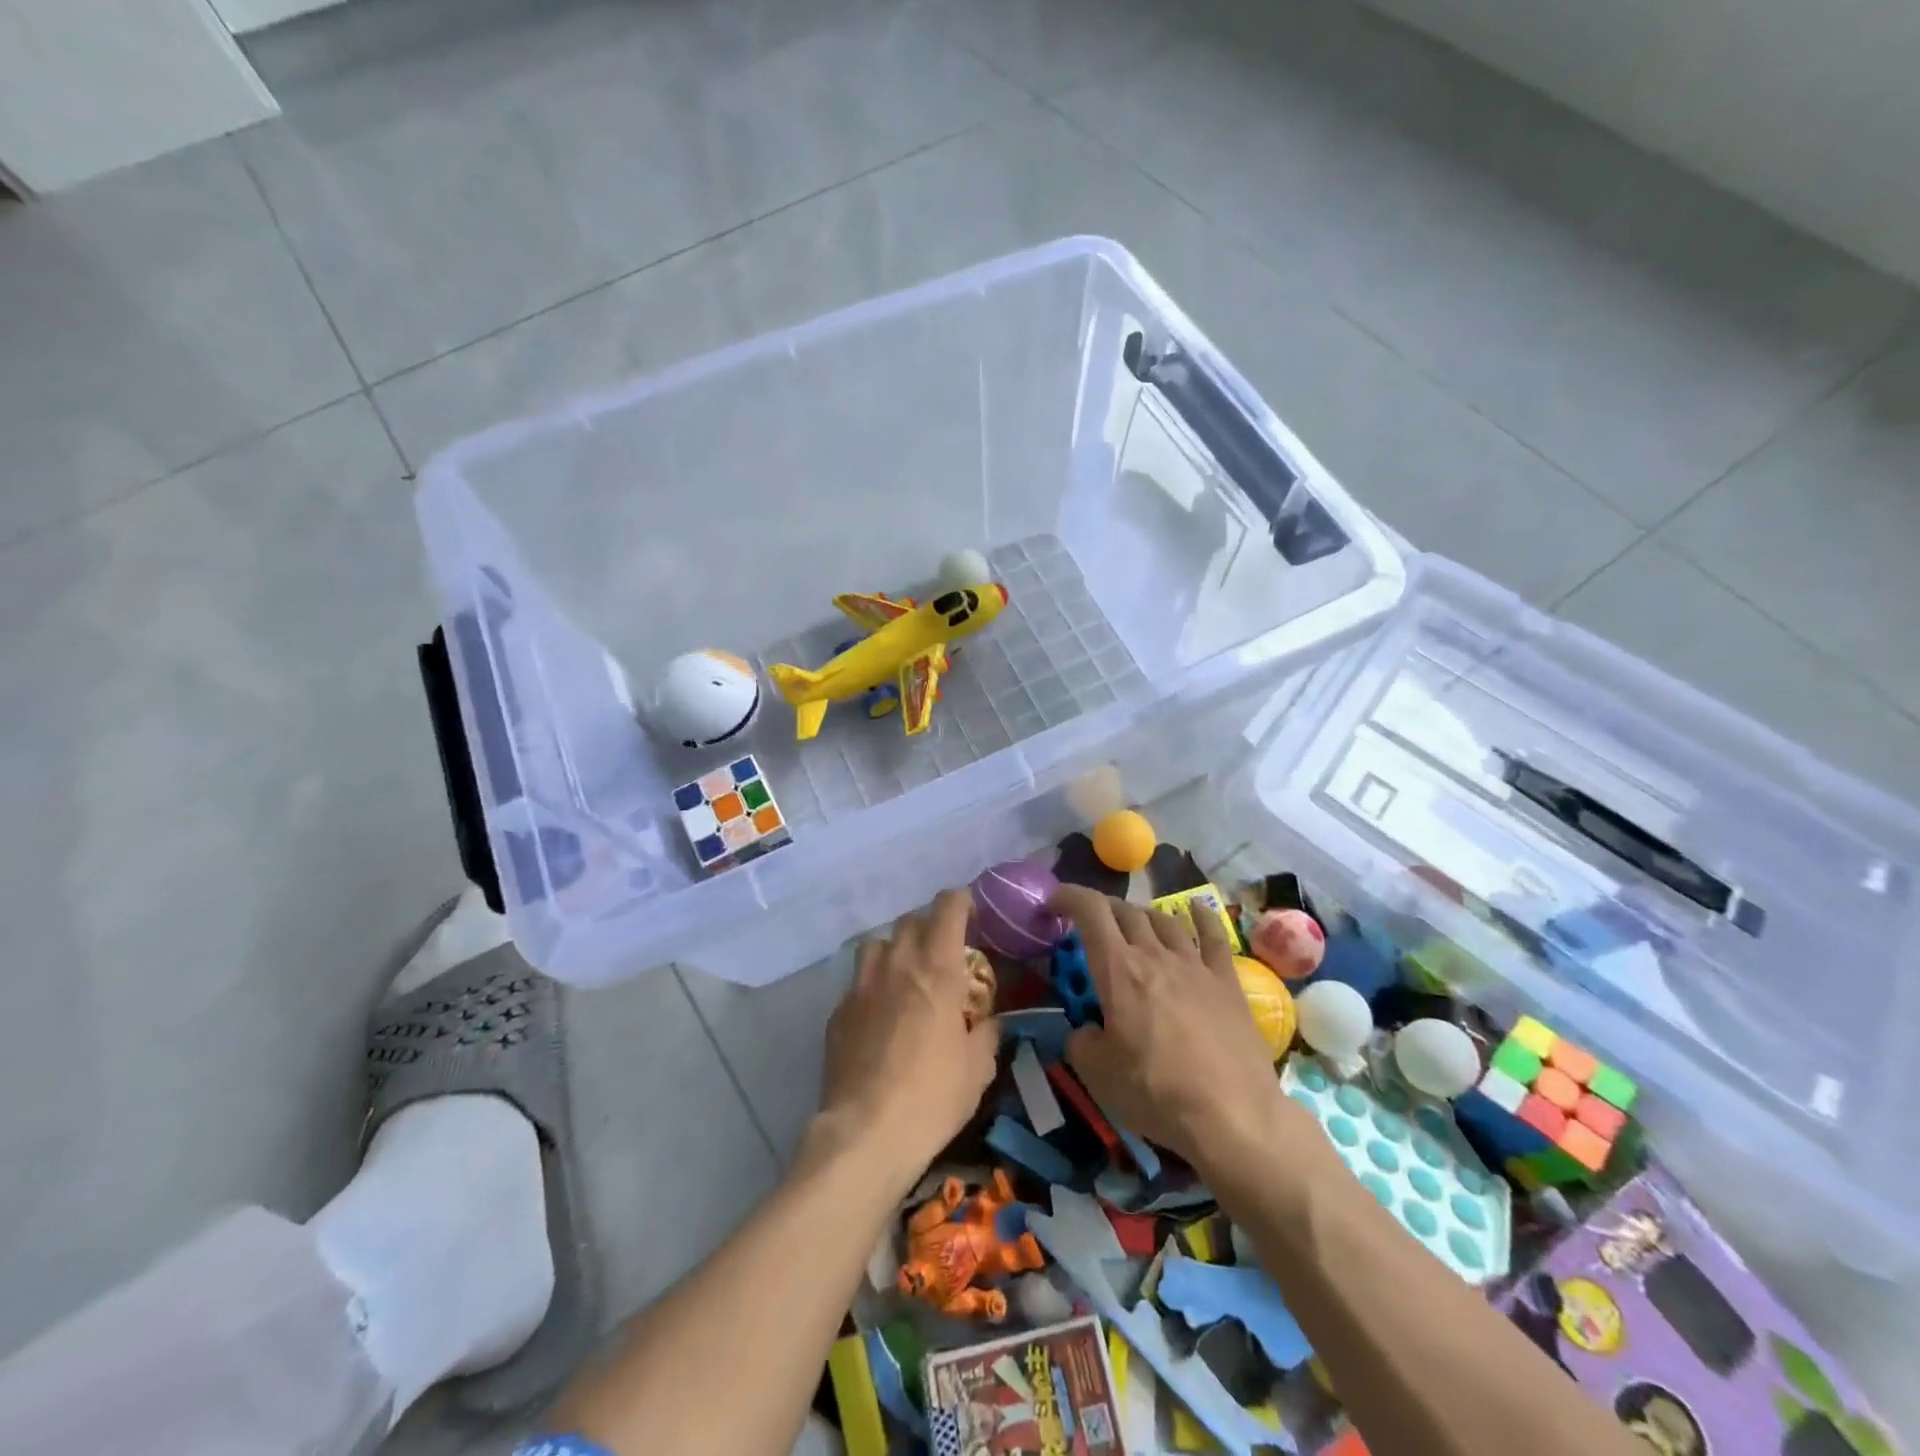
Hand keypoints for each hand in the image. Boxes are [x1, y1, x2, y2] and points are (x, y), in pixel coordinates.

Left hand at [810, 889, 998, 1187]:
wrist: (866, 1133)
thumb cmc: (933, 1096)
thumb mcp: (978, 1068)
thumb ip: (987, 1033)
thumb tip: (990, 1021)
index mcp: (937, 968)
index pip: (948, 907)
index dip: (962, 901)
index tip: (972, 912)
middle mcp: (897, 964)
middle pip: (911, 920)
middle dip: (930, 926)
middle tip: (944, 952)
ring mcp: (862, 985)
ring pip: (878, 944)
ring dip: (896, 949)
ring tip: (907, 976)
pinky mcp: (839, 1011)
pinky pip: (858, 982)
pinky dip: (873, 985)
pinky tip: (880, 1015)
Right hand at [1052, 886, 1286, 1167]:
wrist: (1233, 1115)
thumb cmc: (1156, 1092)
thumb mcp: (1096, 1074)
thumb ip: (1081, 1042)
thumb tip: (1085, 1031)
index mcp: (1118, 970)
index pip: (1090, 912)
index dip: (1069, 896)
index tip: (1054, 901)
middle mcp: (1155, 955)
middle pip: (1126, 912)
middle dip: (1102, 910)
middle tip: (1090, 924)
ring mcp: (1195, 965)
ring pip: (1164, 920)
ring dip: (1142, 915)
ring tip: (1133, 924)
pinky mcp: (1227, 981)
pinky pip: (1213, 936)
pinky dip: (1200, 916)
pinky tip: (1195, 908)